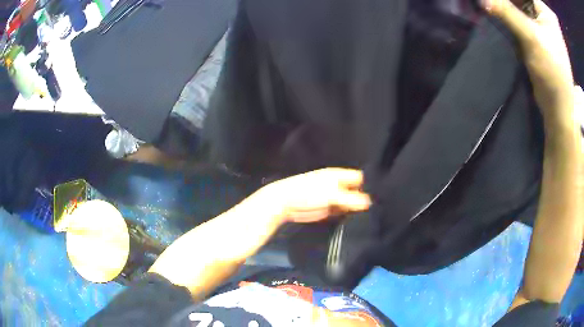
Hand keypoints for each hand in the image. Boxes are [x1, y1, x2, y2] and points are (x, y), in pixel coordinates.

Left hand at [259, 168, 371, 222]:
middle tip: (379, 209)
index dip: (370, 185)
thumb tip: (369, 203)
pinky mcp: (330, 210)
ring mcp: (335, 199)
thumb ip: (350, 199)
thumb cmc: (307, 193)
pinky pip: (344, 212)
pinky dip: (350, 216)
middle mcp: (339, 186)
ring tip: (372, 217)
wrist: (285, 204)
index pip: (360, 178)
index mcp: (339, 176)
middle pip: (357, 191)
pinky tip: (359, 221)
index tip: (381, 196)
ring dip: (358, 209)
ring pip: (351, 203)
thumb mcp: (331, 195)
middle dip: (365, 199)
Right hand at [482, 0, 573, 120]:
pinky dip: (507, 18)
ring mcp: (538, 25)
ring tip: (492, 9)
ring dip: (504, 8)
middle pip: (520, 0)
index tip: (495, 0)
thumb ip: (507, 12)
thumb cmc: (552, 71)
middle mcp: (541, 14)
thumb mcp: (531, 37)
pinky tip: (498, 18)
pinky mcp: (533, 36)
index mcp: (544, 11)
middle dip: (506, 2)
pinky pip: (516, 19)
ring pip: (516, 7)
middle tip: (490, 4)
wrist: (557, 106)